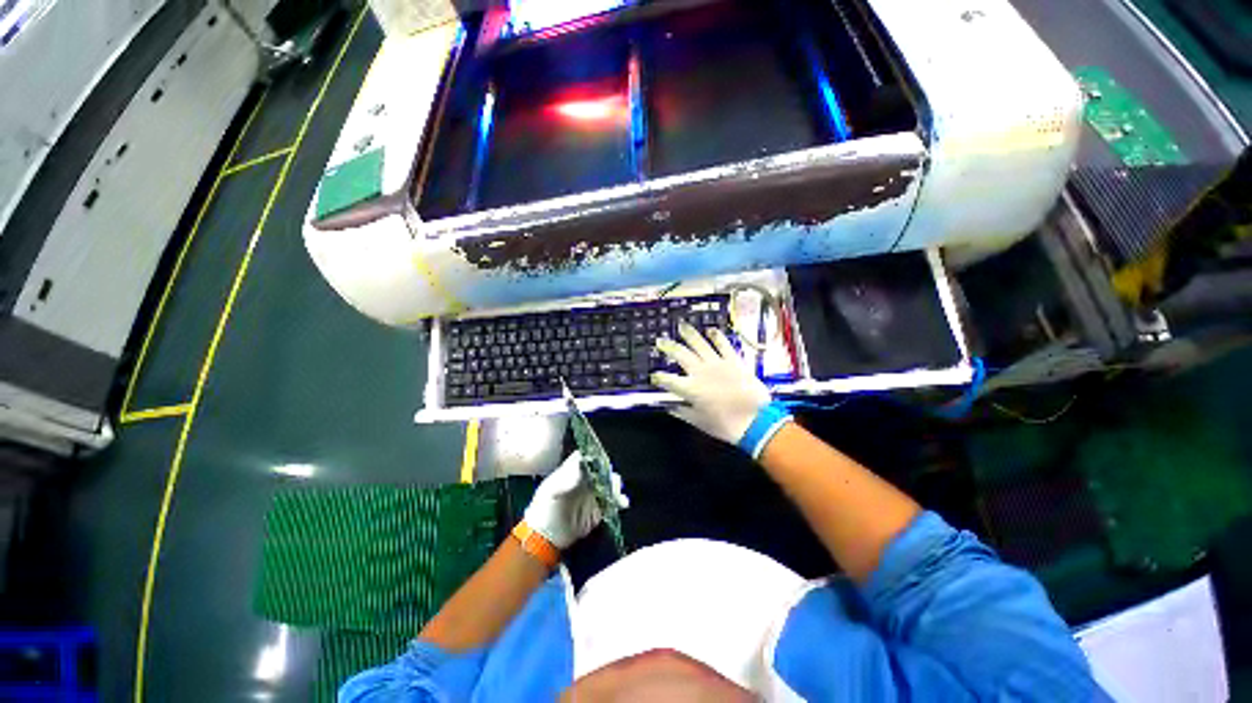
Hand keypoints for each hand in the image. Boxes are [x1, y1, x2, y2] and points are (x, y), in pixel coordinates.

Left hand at [522, 451, 629, 549]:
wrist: (545, 538)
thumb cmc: (544, 510)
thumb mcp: (551, 491)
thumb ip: (567, 478)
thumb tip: (583, 467)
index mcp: (572, 471)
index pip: (586, 457)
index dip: (594, 456)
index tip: (601, 461)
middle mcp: (584, 479)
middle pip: (601, 469)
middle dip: (608, 472)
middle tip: (612, 480)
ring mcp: (592, 494)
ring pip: (609, 483)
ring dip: (615, 486)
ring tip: (617, 493)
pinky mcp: (599, 509)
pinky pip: (612, 501)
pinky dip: (618, 501)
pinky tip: (622, 503)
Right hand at [652, 322, 772, 445]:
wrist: (756, 421)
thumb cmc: (725, 425)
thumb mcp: (699, 422)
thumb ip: (682, 412)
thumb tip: (670, 406)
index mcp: (690, 388)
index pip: (668, 380)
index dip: (659, 377)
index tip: (654, 376)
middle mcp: (700, 371)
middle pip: (681, 355)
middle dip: (668, 347)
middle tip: (660, 341)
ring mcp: (718, 363)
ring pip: (700, 344)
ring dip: (689, 334)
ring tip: (681, 325)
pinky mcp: (734, 361)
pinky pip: (724, 345)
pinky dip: (717, 336)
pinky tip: (711, 329)